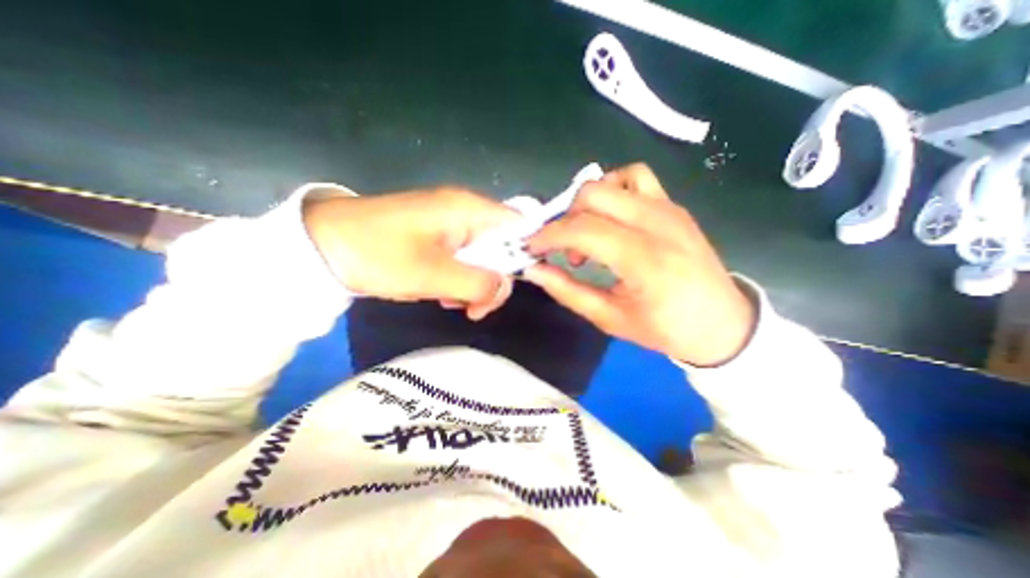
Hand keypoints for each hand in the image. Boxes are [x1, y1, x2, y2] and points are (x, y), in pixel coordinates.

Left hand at [302, 187, 519, 320]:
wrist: (321, 245)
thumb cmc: (378, 254)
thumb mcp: (432, 275)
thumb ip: (478, 283)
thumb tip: (504, 288)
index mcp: (469, 210)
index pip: (520, 226)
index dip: (525, 254)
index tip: (511, 285)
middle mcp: (466, 212)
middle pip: (503, 246)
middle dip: (493, 279)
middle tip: (473, 308)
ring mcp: (450, 225)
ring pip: (483, 257)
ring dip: (473, 284)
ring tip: (450, 302)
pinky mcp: (437, 237)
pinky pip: (463, 260)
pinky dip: (458, 280)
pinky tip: (440, 293)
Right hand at [524, 163, 753, 366]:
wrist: (722, 323)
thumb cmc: (665, 328)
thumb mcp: (610, 319)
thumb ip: (567, 291)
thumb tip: (534, 270)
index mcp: (643, 260)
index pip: (582, 229)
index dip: (548, 236)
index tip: (532, 248)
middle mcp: (657, 224)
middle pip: (592, 195)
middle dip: (565, 219)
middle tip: (565, 250)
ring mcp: (668, 209)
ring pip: (612, 180)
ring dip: (588, 203)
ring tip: (588, 234)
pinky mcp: (673, 206)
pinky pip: (636, 178)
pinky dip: (613, 190)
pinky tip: (611, 217)